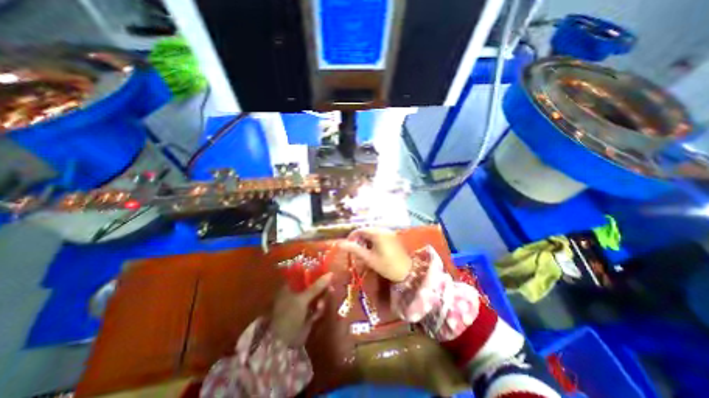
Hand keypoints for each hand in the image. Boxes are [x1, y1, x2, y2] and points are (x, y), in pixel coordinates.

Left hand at [272, 271, 331, 346]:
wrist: (284, 343)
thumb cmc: (289, 315)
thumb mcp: (302, 299)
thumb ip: (317, 286)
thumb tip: (331, 274)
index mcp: (291, 286)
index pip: (305, 274)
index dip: (316, 273)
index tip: (326, 272)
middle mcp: (297, 293)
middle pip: (313, 285)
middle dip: (322, 288)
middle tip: (330, 288)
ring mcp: (303, 304)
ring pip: (317, 296)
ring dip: (321, 299)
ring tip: (320, 305)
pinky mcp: (308, 314)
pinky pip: (317, 307)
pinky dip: (319, 309)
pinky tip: (317, 312)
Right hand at [337, 228, 409, 283]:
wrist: (408, 271)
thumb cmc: (387, 266)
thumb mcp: (369, 258)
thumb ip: (354, 249)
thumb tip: (340, 244)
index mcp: (377, 233)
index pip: (360, 230)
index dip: (352, 237)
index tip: (347, 246)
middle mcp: (383, 229)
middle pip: (366, 230)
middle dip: (359, 240)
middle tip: (356, 251)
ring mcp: (389, 232)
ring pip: (373, 233)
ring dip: (366, 241)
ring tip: (364, 253)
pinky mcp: (393, 237)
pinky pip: (379, 235)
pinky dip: (374, 241)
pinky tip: (373, 251)